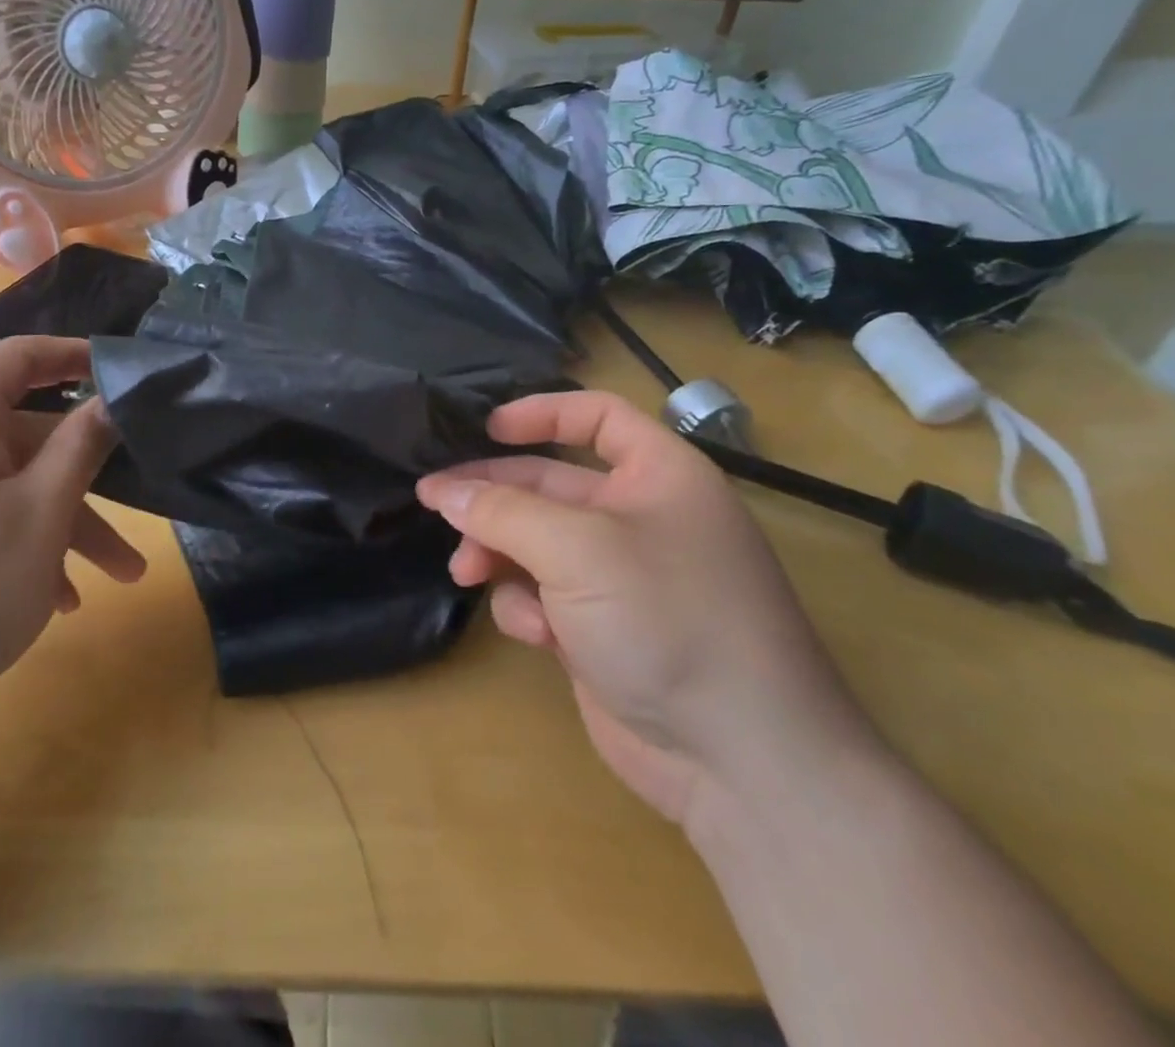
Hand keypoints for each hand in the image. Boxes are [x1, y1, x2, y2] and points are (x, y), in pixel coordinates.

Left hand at [0, 336, 144, 735]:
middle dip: (87, 478)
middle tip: (141, 511)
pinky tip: (57, 601)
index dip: (73, 356)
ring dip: (64, 525)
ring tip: (118, 579)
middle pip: (23, 437)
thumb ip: (81, 446)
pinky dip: (22, 547)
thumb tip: (110, 400)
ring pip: (7, 488)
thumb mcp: (41, 513)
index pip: (18, 357)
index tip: (123, 375)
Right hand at [417, 390, 871, 824]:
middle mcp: (639, 518)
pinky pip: (543, 595)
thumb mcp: (577, 549)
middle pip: (548, 484)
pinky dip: (529, 608)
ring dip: (498, 553)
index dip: (542, 412)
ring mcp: (619, 577)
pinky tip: (538, 635)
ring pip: (534, 542)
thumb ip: (502, 512)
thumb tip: (443, 491)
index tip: (486, 428)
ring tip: (468, 572)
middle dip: (493, 496)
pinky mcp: (600, 628)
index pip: (597, 416)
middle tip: (435, 503)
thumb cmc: (666, 620)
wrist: (739, 762)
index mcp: (658, 476)